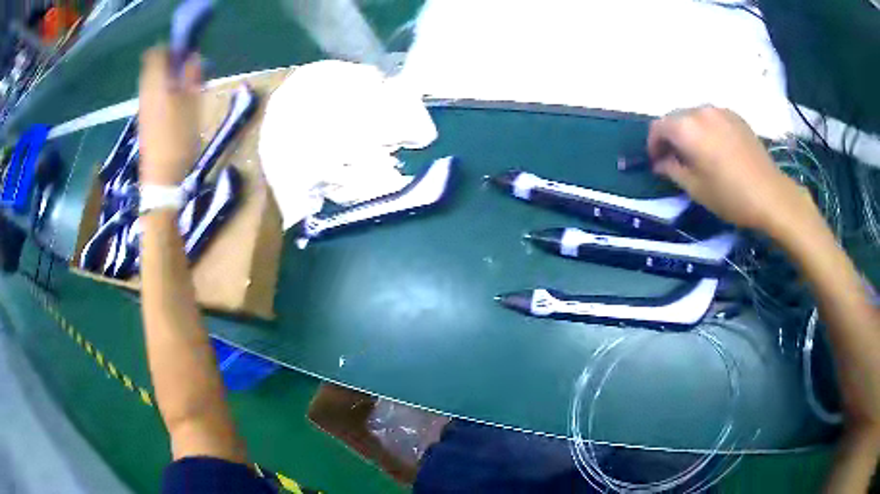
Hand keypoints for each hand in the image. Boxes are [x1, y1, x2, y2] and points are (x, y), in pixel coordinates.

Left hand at [138, 46, 201, 185]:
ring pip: (153, 81)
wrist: (161, 178)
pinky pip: (153, 95)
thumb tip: (191, 57)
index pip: (156, 53)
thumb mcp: (193, 104)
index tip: (185, 54)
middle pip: (153, 66)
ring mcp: (143, 107)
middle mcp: (145, 92)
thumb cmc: (179, 139)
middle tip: (187, 71)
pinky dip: (164, 91)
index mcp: (156, 85)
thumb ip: (192, 76)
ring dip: (168, 78)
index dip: (171, 49)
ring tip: (184, 89)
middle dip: (170, 63)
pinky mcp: (145, 120)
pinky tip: (176, 105)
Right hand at [647, 106, 815, 235]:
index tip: (656, 163)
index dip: (652, 145)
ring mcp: (720, 111)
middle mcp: (700, 111)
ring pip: (694, 116)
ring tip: (697, 153)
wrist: (770, 195)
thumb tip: (661, 162)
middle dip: (671, 137)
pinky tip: (715, 148)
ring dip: (689, 131)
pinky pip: (712, 118)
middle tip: (675, 159)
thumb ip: (672, 169)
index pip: (658, 127)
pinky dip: (706, 129)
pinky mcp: (736, 116)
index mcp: (686, 128)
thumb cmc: (729, 195)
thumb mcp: (695, 188)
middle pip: (675, 118)